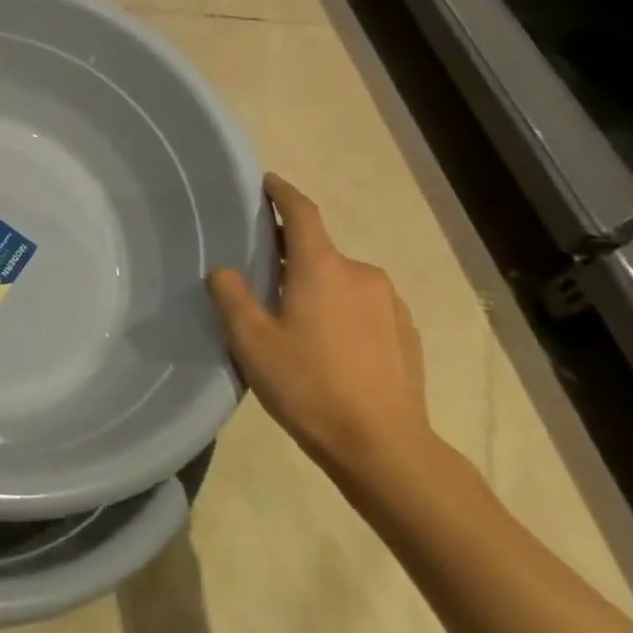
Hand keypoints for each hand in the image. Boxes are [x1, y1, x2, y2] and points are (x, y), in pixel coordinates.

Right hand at [208, 174, 434, 488]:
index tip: (266, 182)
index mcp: (322, 266)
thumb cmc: (310, 386)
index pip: (300, 211)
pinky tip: (330, 346)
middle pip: (318, 250)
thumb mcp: (250, 341)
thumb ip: (231, 296)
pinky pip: (365, 308)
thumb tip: (225, 271)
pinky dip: (343, 312)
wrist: (386, 450)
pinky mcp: (407, 335)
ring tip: (296, 319)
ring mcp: (390, 304)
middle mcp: (360, 273)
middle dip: (292, 256)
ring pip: (342, 281)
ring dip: (318, 287)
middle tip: (264, 277)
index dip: (281, 192)